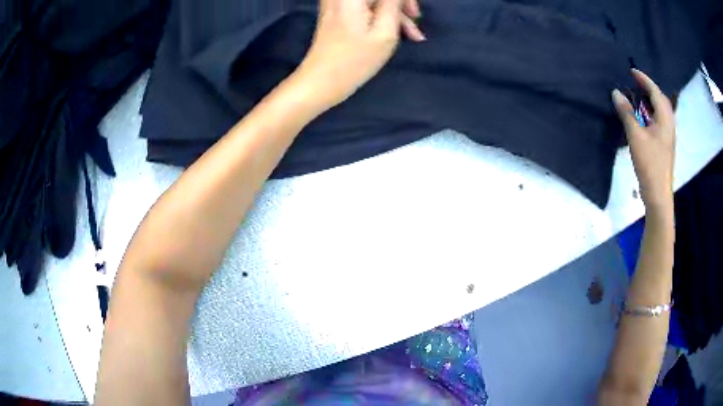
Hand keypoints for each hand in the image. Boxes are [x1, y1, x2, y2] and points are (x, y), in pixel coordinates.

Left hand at [293, 0, 424, 109]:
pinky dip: (381, 13)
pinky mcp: (337, 8)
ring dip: (394, 10)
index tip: (414, 13)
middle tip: (415, 19)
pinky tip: (396, 30)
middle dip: (400, 2)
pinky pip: (366, 4)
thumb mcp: (385, 31)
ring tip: (412, 33)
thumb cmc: (355, 59)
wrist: (321, 79)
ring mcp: (337, 0)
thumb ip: (394, 3)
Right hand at [612, 69, 675, 211]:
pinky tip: (643, 117)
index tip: (631, 71)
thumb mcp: (636, 136)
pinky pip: (658, 121)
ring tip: (638, 96)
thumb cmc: (650, 164)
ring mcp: (668, 136)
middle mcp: (669, 124)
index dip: (644, 79)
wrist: (658, 194)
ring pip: (660, 111)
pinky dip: (651, 113)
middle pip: (661, 100)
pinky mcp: (664, 145)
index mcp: (665, 119)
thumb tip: (616, 92)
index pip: (655, 92)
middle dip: (649, 88)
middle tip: (635, 83)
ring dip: (650, 101)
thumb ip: (626, 113)